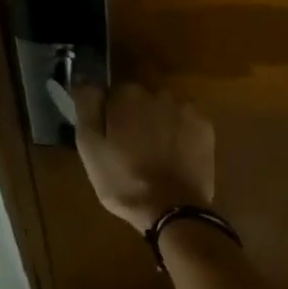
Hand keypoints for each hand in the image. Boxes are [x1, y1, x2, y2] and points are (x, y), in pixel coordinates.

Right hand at [74, 84, 216, 233]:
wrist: (172, 209)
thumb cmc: (123, 180)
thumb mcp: (89, 146)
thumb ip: (87, 106)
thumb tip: (83, 79)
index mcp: (127, 95)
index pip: (113, 94)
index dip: (110, 116)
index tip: (110, 138)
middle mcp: (158, 92)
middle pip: (140, 100)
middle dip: (135, 117)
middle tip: (132, 150)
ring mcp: (185, 109)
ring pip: (164, 110)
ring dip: (158, 124)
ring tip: (155, 155)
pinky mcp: (204, 127)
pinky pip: (185, 123)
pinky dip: (180, 134)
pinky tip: (174, 157)